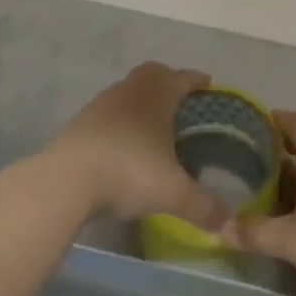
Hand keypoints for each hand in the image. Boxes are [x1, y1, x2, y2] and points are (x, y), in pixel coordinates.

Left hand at [42, 63, 230, 228]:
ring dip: (141, 102)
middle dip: (168, 82)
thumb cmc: (129, 173)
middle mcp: (130, 91)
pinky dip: (121, 121)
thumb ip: (204, 206)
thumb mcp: (173, 193)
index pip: (183, 77)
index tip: (208, 85)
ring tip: (153, 127)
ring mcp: (101, 104)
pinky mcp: (80, 123)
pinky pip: (108, 112)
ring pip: (127, 91)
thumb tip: (229, 222)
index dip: (197, 80)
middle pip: (152, 73)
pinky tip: (124, 145)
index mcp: (157, 95)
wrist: (66, 181)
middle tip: (181, 103)